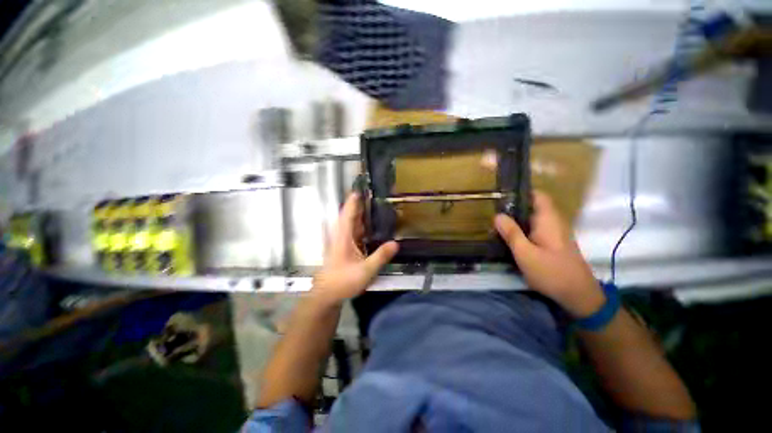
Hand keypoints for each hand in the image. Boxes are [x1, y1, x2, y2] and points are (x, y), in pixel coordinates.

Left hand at [311, 193, 398, 306]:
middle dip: (359, 204)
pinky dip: (362, 225)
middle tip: (374, 195)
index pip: (348, 213)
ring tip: (374, 206)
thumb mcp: (365, 270)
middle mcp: (341, 235)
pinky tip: (371, 225)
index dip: (354, 200)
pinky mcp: (344, 247)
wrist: (327, 294)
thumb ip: (380, 256)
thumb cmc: (343, 281)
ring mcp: (342, 241)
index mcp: (343, 237)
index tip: (361, 188)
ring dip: (361, 214)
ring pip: (351, 223)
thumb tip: (396, 243)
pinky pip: (354, 231)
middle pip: (350, 215)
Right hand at [494, 191, 604, 317]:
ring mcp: (555, 232)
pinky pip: (536, 228)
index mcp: (548, 219)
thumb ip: (511, 233)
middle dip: (514, 206)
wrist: (578, 295)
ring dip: (517, 219)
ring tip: (497, 222)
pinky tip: (510, 236)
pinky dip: (523, 228)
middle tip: (493, 210)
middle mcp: (554, 222)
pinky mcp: (553, 242)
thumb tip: (497, 215)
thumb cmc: (551, 272)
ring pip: (533, 218)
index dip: (521, 192)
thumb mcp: (525, 253)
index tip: (502, 195)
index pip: (538, 195)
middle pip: (533, 206)